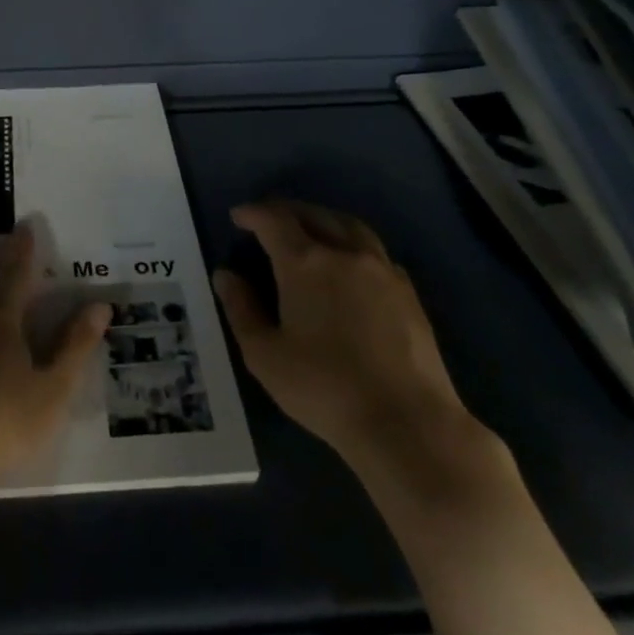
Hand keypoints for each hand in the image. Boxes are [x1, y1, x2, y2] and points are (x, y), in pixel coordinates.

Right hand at [215, 200, 499, 498]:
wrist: (407, 423)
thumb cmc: (324, 388)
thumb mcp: (265, 355)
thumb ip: (241, 309)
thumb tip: (225, 275)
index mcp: (305, 263)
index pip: (274, 221)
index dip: (253, 213)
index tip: (238, 216)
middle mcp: (345, 254)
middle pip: (313, 215)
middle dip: (286, 211)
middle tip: (268, 219)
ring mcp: (382, 270)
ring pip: (350, 226)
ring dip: (323, 219)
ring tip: (309, 228)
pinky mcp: (408, 292)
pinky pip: (375, 251)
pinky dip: (353, 244)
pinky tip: (349, 263)